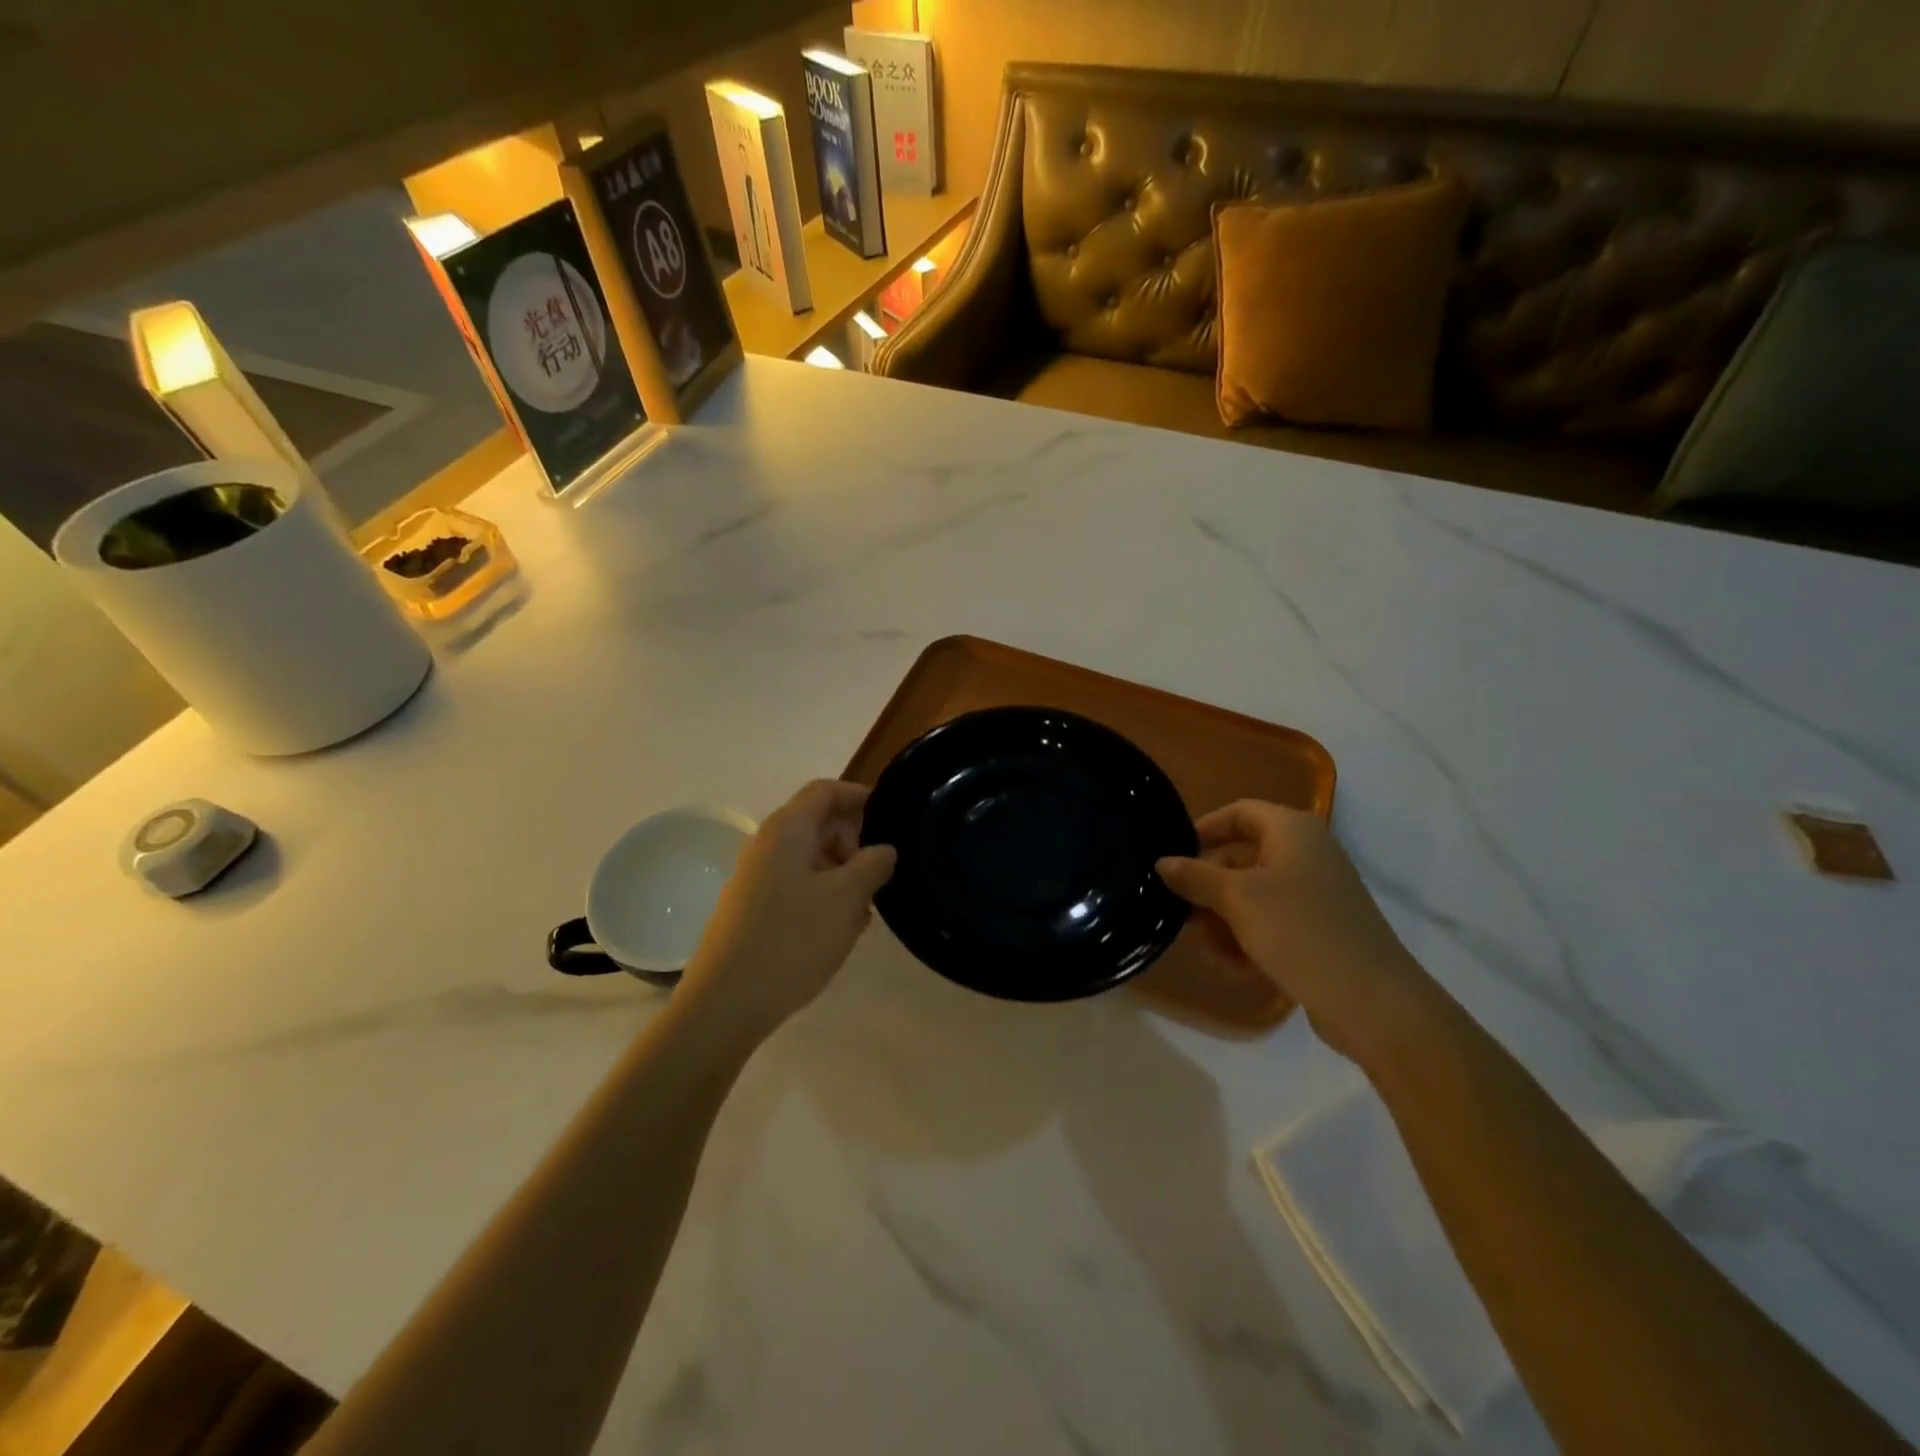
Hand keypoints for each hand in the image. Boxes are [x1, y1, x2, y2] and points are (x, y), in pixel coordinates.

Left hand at [680, 781, 895, 1044]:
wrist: (726, 1002)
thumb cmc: (792, 939)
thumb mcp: (847, 899)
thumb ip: (873, 865)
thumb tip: (884, 849)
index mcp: (787, 829)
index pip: (826, 790)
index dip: (859, 796)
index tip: (891, 818)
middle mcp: (767, 844)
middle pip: (818, 822)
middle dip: (853, 841)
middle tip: (879, 874)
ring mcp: (756, 877)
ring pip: (809, 858)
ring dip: (842, 873)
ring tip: (865, 909)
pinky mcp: (753, 908)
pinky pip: (796, 885)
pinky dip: (823, 895)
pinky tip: (839, 929)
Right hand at [1156, 801, 1444, 1066]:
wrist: (1374, 1002)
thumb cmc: (1300, 931)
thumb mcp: (1238, 899)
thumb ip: (1195, 877)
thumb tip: (1162, 862)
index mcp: (1293, 831)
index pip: (1239, 812)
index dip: (1203, 829)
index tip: (1173, 857)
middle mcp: (1307, 854)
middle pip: (1241, 856)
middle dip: (1208, 887)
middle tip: (1180, 912)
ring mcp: (1316, 894)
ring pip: (1253, 894)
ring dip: (1223, 919)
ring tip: (1206, 948)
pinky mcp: (1320, 929)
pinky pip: (1272, 922)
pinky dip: (1248, 938)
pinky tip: (1232, 967)